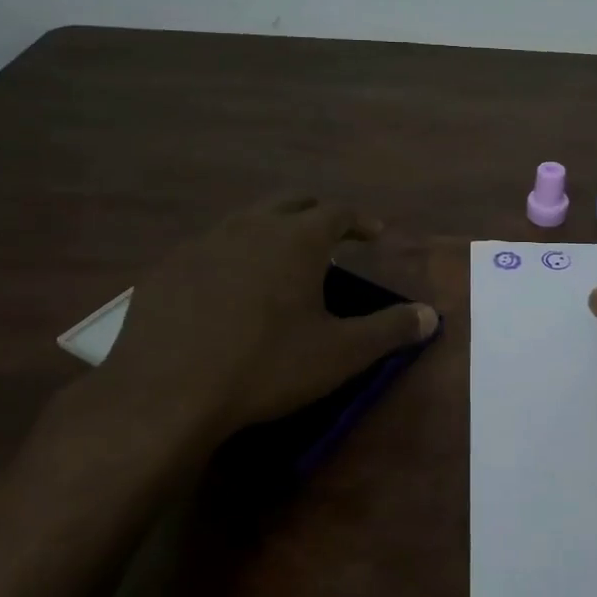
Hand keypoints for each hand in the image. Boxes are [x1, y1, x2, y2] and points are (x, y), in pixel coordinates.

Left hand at [56, 195, 436, 478]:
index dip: (361, 220)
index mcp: (297, 239)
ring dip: (273, 230)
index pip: (338, 211)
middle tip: (333, 236)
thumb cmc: (265, 366)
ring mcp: (203, 243)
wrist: (165, 393)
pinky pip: (210, 247)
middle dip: (317, 214)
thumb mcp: (339, 354)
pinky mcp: (168, 268)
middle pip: (292, 203)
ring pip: (247, 220)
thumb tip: (432, 316)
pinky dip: (233, 255)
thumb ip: (390, 330)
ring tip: (283, 259)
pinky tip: (230, 289)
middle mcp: (251, 227)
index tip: (374, 234)